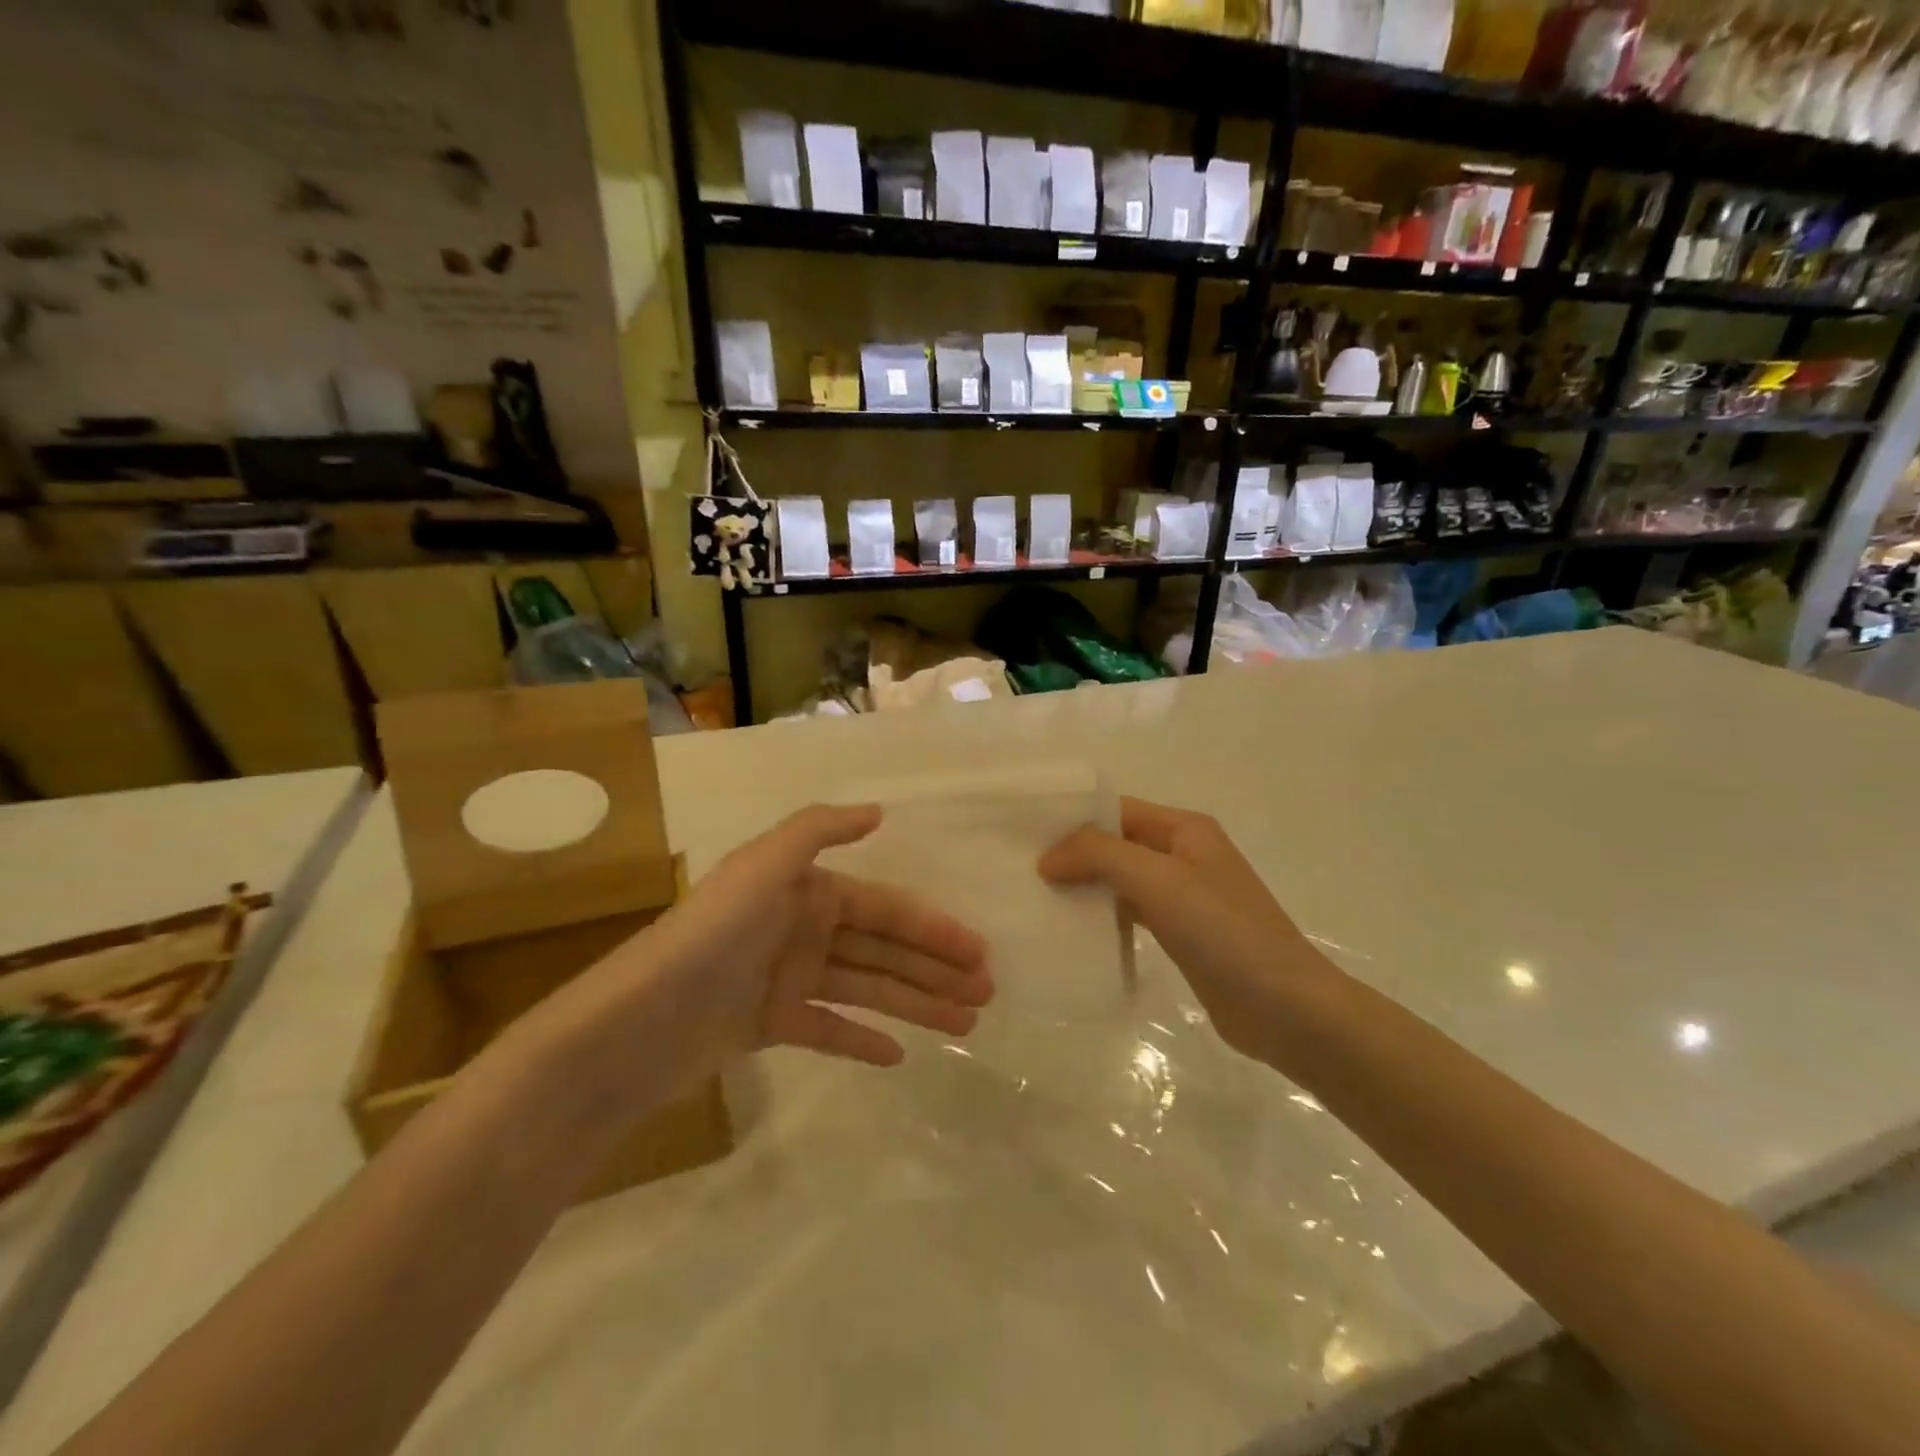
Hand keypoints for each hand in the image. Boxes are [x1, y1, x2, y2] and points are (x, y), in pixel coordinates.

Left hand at [646, 804, 991, 1068]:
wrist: (641, 1019)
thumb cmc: (715, 934)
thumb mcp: (765, 864)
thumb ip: (820, 830)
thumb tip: (878, 811)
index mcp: (809, 892)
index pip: (886, 909)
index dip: (934, 929)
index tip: (978, 952)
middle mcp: (804, 930)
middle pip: (884, 950)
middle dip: (935, 969)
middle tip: (986, 993)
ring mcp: (789, 979)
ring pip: (867, 990)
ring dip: (915, 1004)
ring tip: (965, 1023)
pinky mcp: (771, 1026)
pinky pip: (829, 1030)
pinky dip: (862, 1039)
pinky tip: (901, 1055)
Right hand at [1039, 797, 1331, 1063]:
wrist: (1285, 1008)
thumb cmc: (1222, 930)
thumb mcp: (1157, 879)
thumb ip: (1099, 855)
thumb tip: (1048, 857)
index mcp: (1184, 829)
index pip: (1116, 810)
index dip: (1072, 819)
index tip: (1023, 835)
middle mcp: (1183, 854)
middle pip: (1116, 844)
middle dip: (1073, 854)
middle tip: (1020, 870)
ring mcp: (1183, 897)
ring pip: (1121, 880)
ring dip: (1085, 887)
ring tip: (1036, 899)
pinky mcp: (1181, 935)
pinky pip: (1131, 914)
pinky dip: (1103, 917)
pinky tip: (1071, 930)